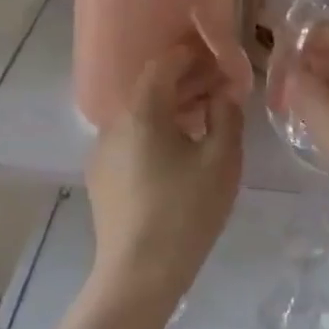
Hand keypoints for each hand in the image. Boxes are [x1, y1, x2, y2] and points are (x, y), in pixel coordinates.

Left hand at [85, 42, 243, 312]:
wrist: (138, 273)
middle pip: (150, 89)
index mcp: (142, 111)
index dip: (190, 55)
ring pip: (140, 116)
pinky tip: (178, 152)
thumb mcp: (222, 160)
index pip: (163, 64)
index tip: (216, 56)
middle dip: (185, 82)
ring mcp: (102, 151)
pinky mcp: (101, 177)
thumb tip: (223, 93)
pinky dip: (155, 132)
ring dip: (171, 108)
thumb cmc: (187, 211)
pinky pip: (131, 139)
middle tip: (218, 86)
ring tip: (204, 118)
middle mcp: (114, 123)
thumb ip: (227, 116)